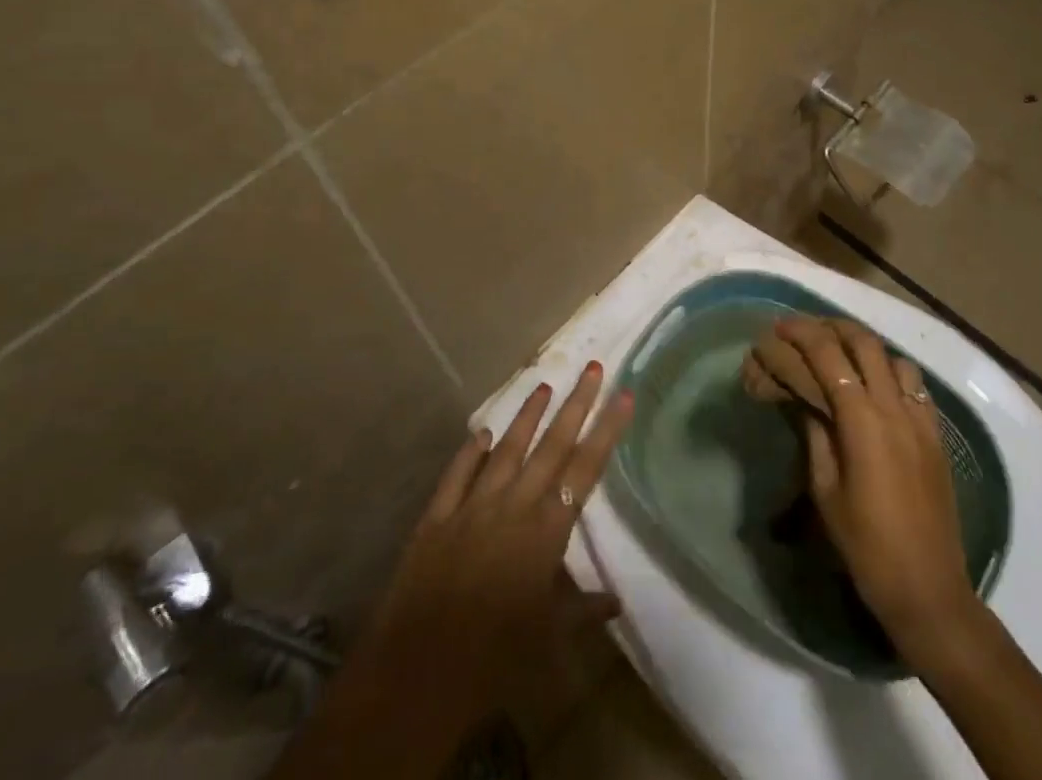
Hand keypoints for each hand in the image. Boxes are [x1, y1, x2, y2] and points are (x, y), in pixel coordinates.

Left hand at [357, 360, 633, 716]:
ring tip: (543, 384)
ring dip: (526, 416)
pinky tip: (481, 434)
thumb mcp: (549, 642)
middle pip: (551, 446)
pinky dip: (470, 453)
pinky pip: (457, 475)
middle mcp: (513, 506)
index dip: (606, 430)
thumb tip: (616, 601)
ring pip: (506, 450)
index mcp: (545, 531)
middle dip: (576, 404)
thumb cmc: (495, 662)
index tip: (623, 394)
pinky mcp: (436, 519)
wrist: (418, 675)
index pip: (585, 469)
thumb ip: (582, 612)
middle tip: (593, 367)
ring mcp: (472, 507)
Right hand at [773, 318, 979, 660]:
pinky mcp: (936, 435)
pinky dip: (890, 371)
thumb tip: (805, 399)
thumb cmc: (866, 545)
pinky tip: (875, 386)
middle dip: (832, 327)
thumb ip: (816, 434)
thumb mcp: (825, 489)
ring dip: (865, 346)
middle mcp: (895, 408)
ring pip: (894, 357)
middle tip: (806, 330)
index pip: (828, 356)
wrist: (928, 589)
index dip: (801, 334)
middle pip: (865, 343)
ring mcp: (921, 419)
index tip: (778, 326)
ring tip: (840, 352)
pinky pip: (914, 385)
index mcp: (862, 421)